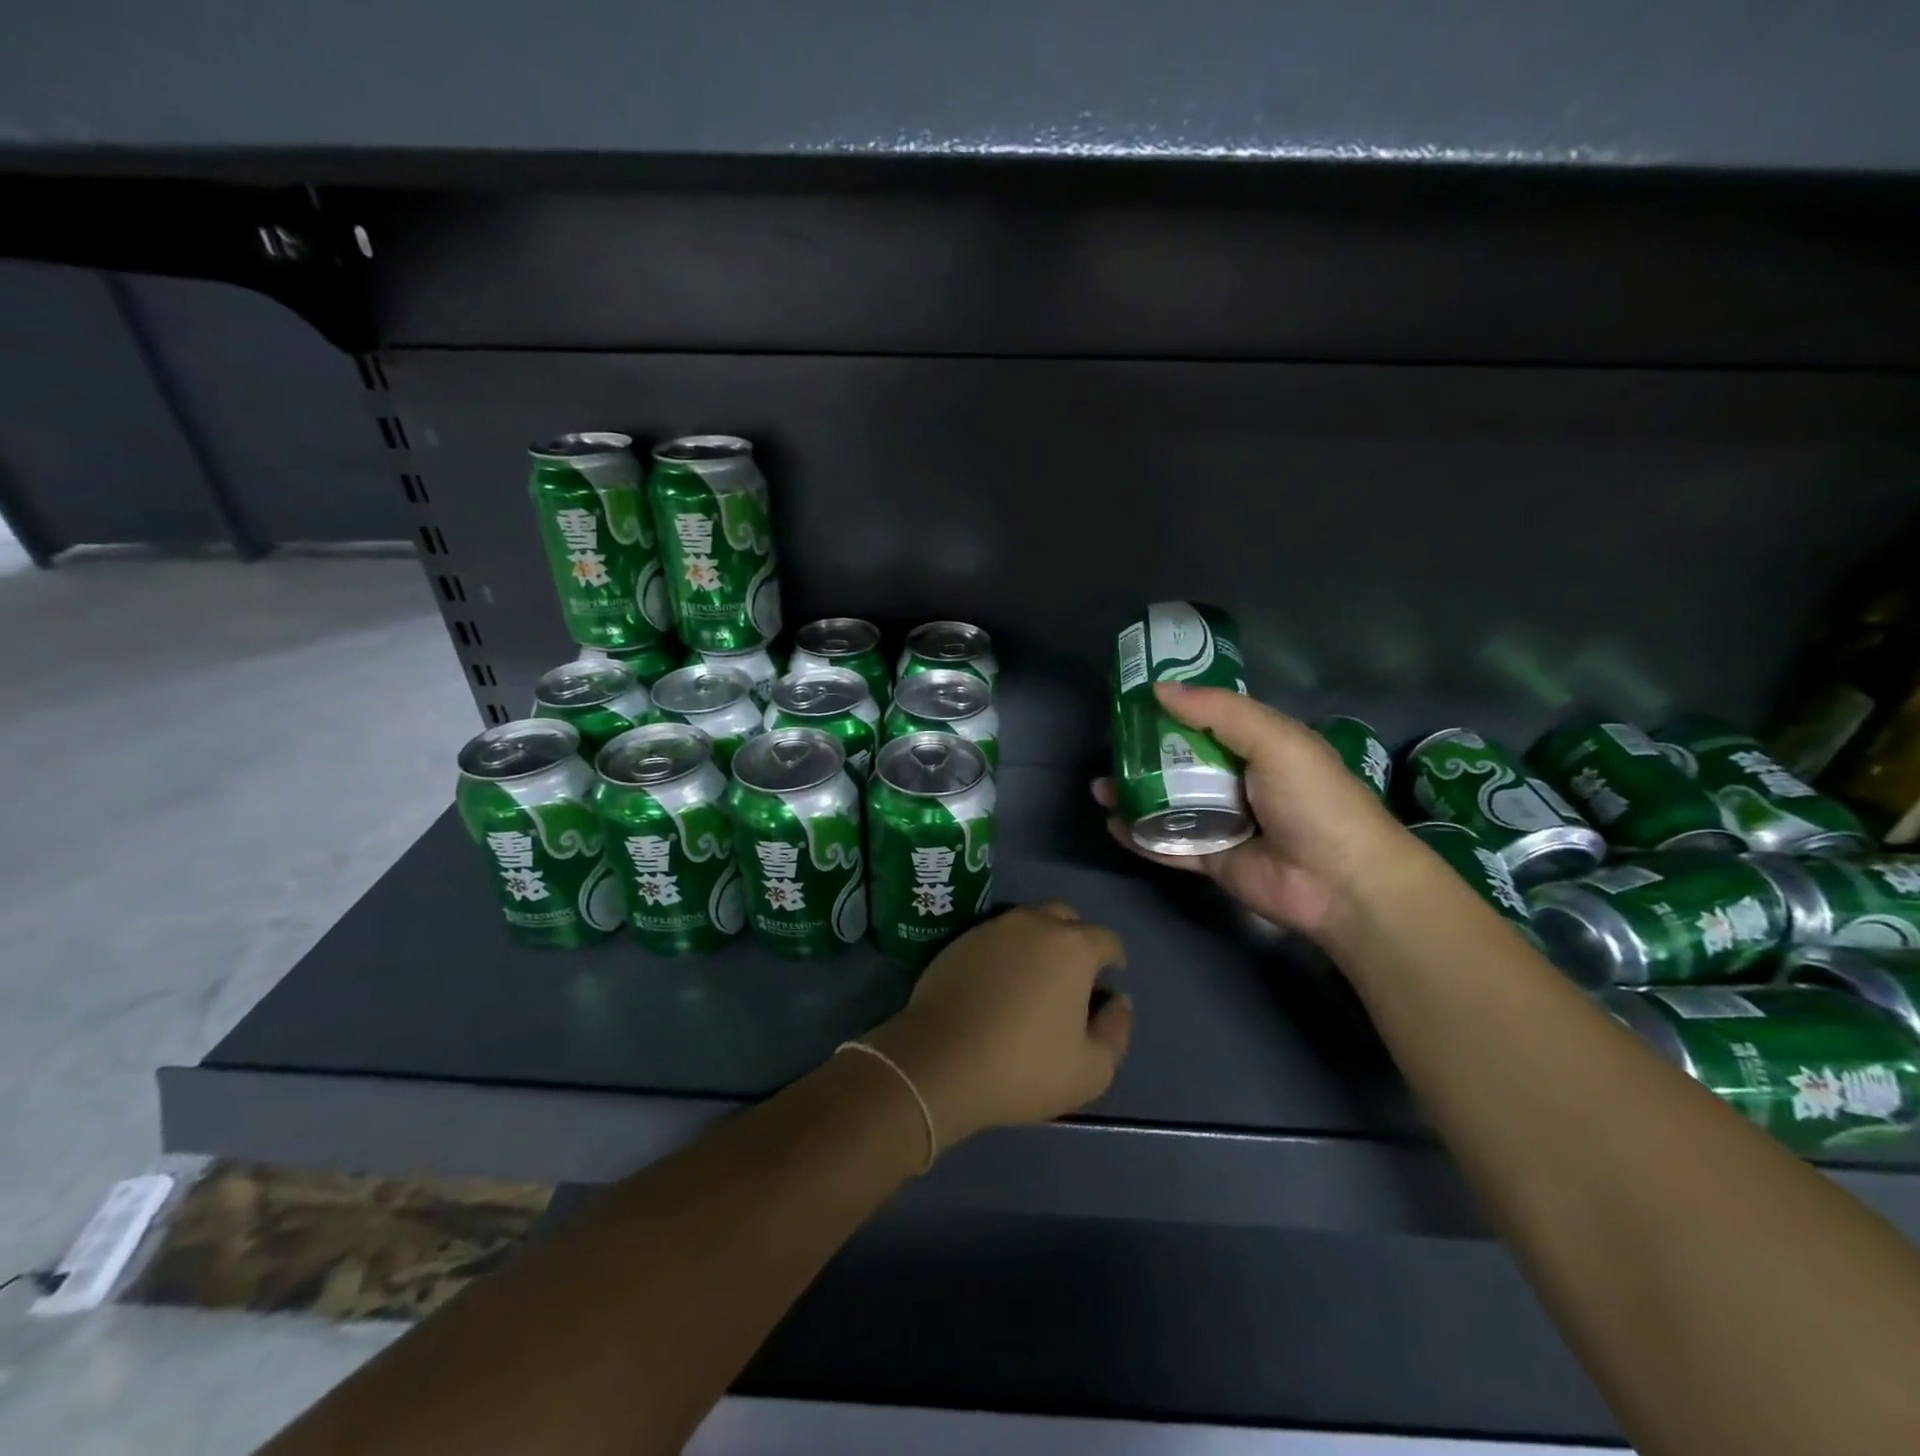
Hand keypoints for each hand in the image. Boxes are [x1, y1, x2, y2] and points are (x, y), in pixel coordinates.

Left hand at [862, 903, 1131, 1149]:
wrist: (940, 1060)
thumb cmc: (1024, 1067)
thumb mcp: (1091, 1069)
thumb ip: (1116, 1030)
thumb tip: (1118, 1001)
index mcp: (1072, 946)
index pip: (1106, 939)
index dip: (1113, 959)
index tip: (1108, 980)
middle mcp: (1034, 923)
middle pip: (1065, 918)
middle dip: (1075, 938)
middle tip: (1072, 974)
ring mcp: (992, 928)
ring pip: (1027, 922)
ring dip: (1038, 942)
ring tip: (1034, 977)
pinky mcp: (959, 940)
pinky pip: (994, 937)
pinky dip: (1005, 952)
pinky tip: (998, 983)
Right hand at [1093, 683, 1411, 937]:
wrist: (1342, 882)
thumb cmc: (1314, 800)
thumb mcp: (1275, 740)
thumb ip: (1219, 712)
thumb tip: (1160, 689)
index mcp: (1258, 746)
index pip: (1208, 720)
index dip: (1173, 708)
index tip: (1134, 699)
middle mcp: (1237, 780)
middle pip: (1181, 762)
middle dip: (1144, 754)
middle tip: (1110, 746)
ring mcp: (1223, 822)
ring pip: (1168, 803)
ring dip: (1134, 794)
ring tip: (1099, 786)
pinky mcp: (1212, 860)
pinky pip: (1168, 844)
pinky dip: (1140, 835)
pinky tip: (1112, 824)